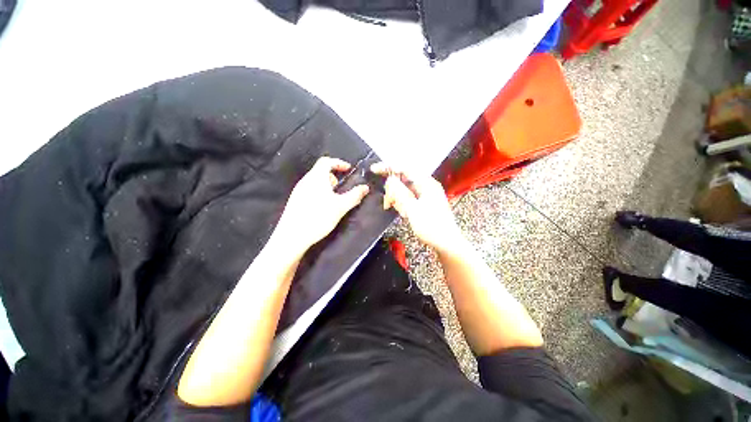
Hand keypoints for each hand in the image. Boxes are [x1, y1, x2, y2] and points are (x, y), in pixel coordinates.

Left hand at [274, 157, 369, 253]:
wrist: (293, 236)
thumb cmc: (318, 217)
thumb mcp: (341, 206)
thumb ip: (354, 195)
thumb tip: (365, 187)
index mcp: (316, 177)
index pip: (326, 161)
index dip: (338, 163)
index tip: (348, 169)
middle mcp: (305, 181)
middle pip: (320, 171)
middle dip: (333, 177)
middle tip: (341, 188)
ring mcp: (298, 191)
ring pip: (315, 182)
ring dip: (326, 186)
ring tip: (334, 200)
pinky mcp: (295, 201)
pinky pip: (310, 190)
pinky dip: (319, 193)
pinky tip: (322, 208)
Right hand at [371, 163, 461, 252]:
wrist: (446, 243)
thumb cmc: (431, 226)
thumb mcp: (413, 210)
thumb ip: (400, 193)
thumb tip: (390, 179)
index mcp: (426, 183)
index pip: (405, 168)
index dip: (389, 167)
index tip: (374, 170)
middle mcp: (426, 185)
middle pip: (403, 179)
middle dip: (393, 189)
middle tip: (388, 203)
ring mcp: (425, 194)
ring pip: (404, 189)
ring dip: (398, 198)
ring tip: (401, 212)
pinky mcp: (423, 202)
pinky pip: (409, 197)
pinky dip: (403, 203)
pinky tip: (404, 213)